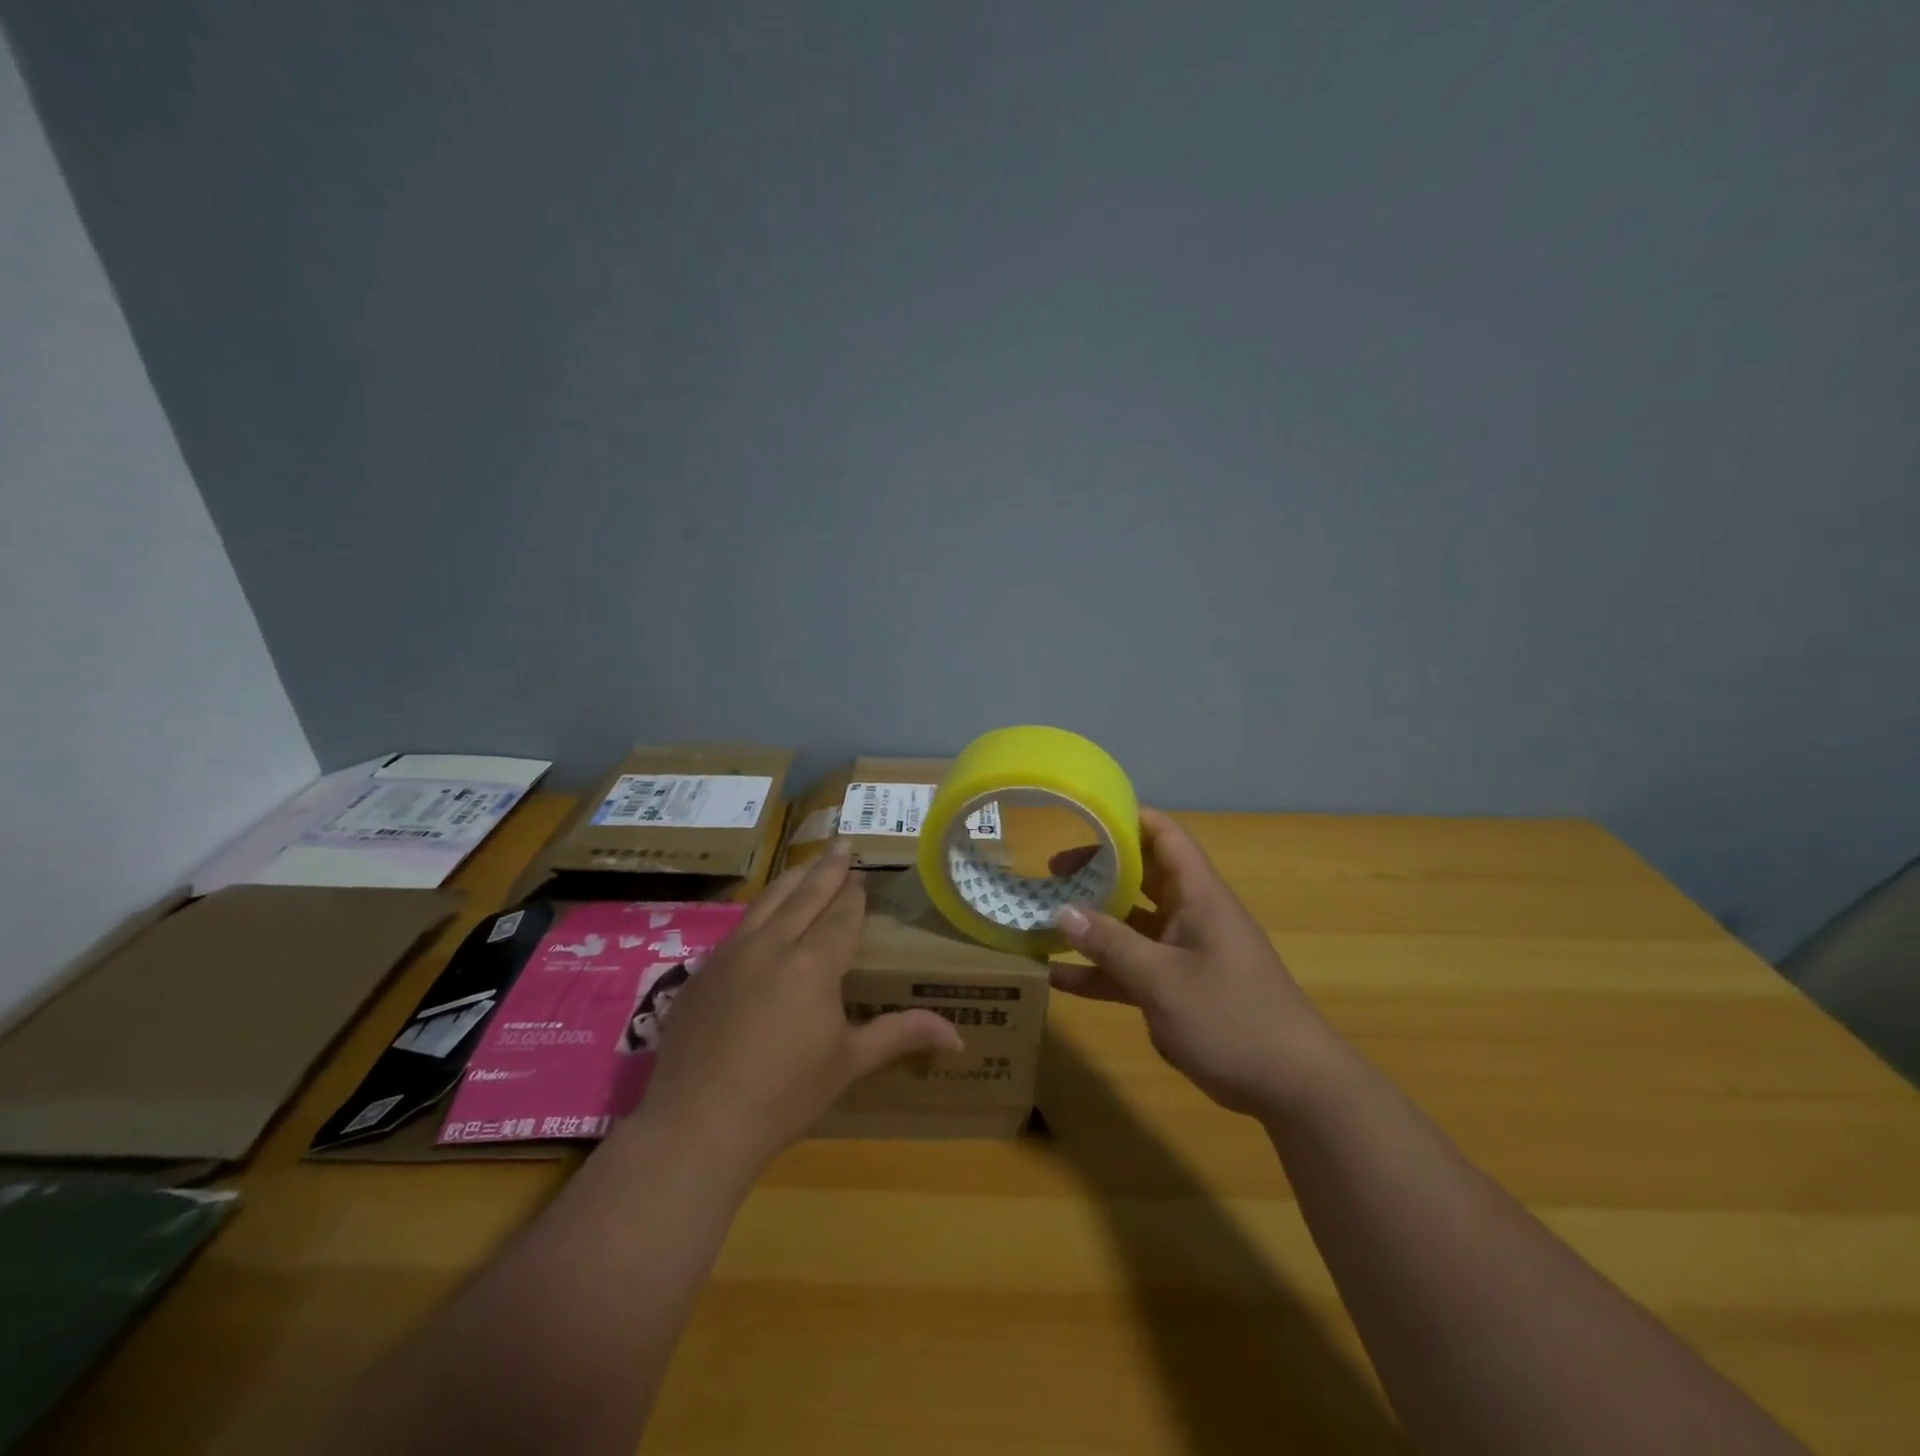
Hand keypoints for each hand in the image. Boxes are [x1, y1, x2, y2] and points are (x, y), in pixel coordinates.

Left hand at [640, 840, 962, 1171]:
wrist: (696, 1125)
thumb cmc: (784, 1096)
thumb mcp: (849, 1064)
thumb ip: (901, 1035)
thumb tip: (959, 1037)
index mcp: (814, 963)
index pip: (841, 915)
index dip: (854, 895)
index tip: (863, 877)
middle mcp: (773, 945)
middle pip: (805, 894)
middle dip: (828, 868)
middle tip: (843, 843)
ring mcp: (731, 954)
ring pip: (767, 901)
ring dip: (792, 878)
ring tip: (808, 862)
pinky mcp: (702, 972)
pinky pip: (738, 927)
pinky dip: (759, 909)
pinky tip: (762, 913)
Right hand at [1050, 808, 1338, 1116]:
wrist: (1293, 1087)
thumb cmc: (1232, 1017)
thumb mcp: (1163, 980)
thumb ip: (1111, 944)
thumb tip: (1061, 911)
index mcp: (1198, 895)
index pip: (1164, 836)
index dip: (1127, 819)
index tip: (1082, 817)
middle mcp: (1190, 915)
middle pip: (1140, 877)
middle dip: (1096, 872)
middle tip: (1050, 875)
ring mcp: (1184, 953)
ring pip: (1131, 925)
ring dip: (1092, 924)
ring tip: (1043, 920)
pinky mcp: (1178, 989)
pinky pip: (1132, 968)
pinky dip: (1100, 971)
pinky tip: (1058, 979)